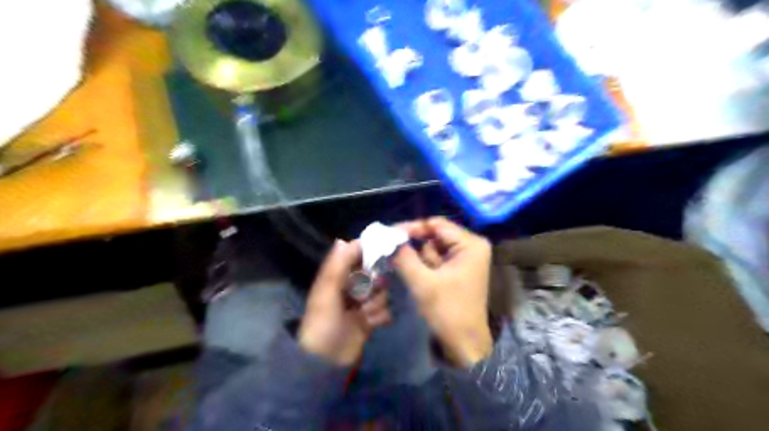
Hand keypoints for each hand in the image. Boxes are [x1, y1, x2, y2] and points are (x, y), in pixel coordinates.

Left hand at [296, 238, 391, 367]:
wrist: (326, 361)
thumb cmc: (323, 322)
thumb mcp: (326, 292)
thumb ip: (336, 266)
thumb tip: (343, 239)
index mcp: (338, 276)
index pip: (358, 255)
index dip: (370, 253)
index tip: (382, 255)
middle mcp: (352, 286)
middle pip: (376, 273)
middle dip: (373, 285)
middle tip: (364, 295)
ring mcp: (363, 303)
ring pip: (383, 292)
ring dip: (375, 303)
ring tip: (364, 314)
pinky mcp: (371, 318)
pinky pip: (386, 309)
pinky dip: (380, 316)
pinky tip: (369, 324)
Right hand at [392, 219, 494, 366]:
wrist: (464, 345)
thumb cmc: (447, 312)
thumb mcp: (422, 283)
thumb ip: (404, 257)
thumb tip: (387, 238)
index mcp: (470, 244)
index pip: (436, 225)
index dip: (412, 228)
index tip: (389, 234)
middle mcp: (471, 246)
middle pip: (435, 235)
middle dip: (413, 245)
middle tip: (390, 250)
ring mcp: (465, 259)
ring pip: (433, 248)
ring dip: (417, 258)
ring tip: (406, 269)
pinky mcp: (458, 270)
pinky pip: (436, 260)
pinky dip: (423, 265)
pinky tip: (415, 276)